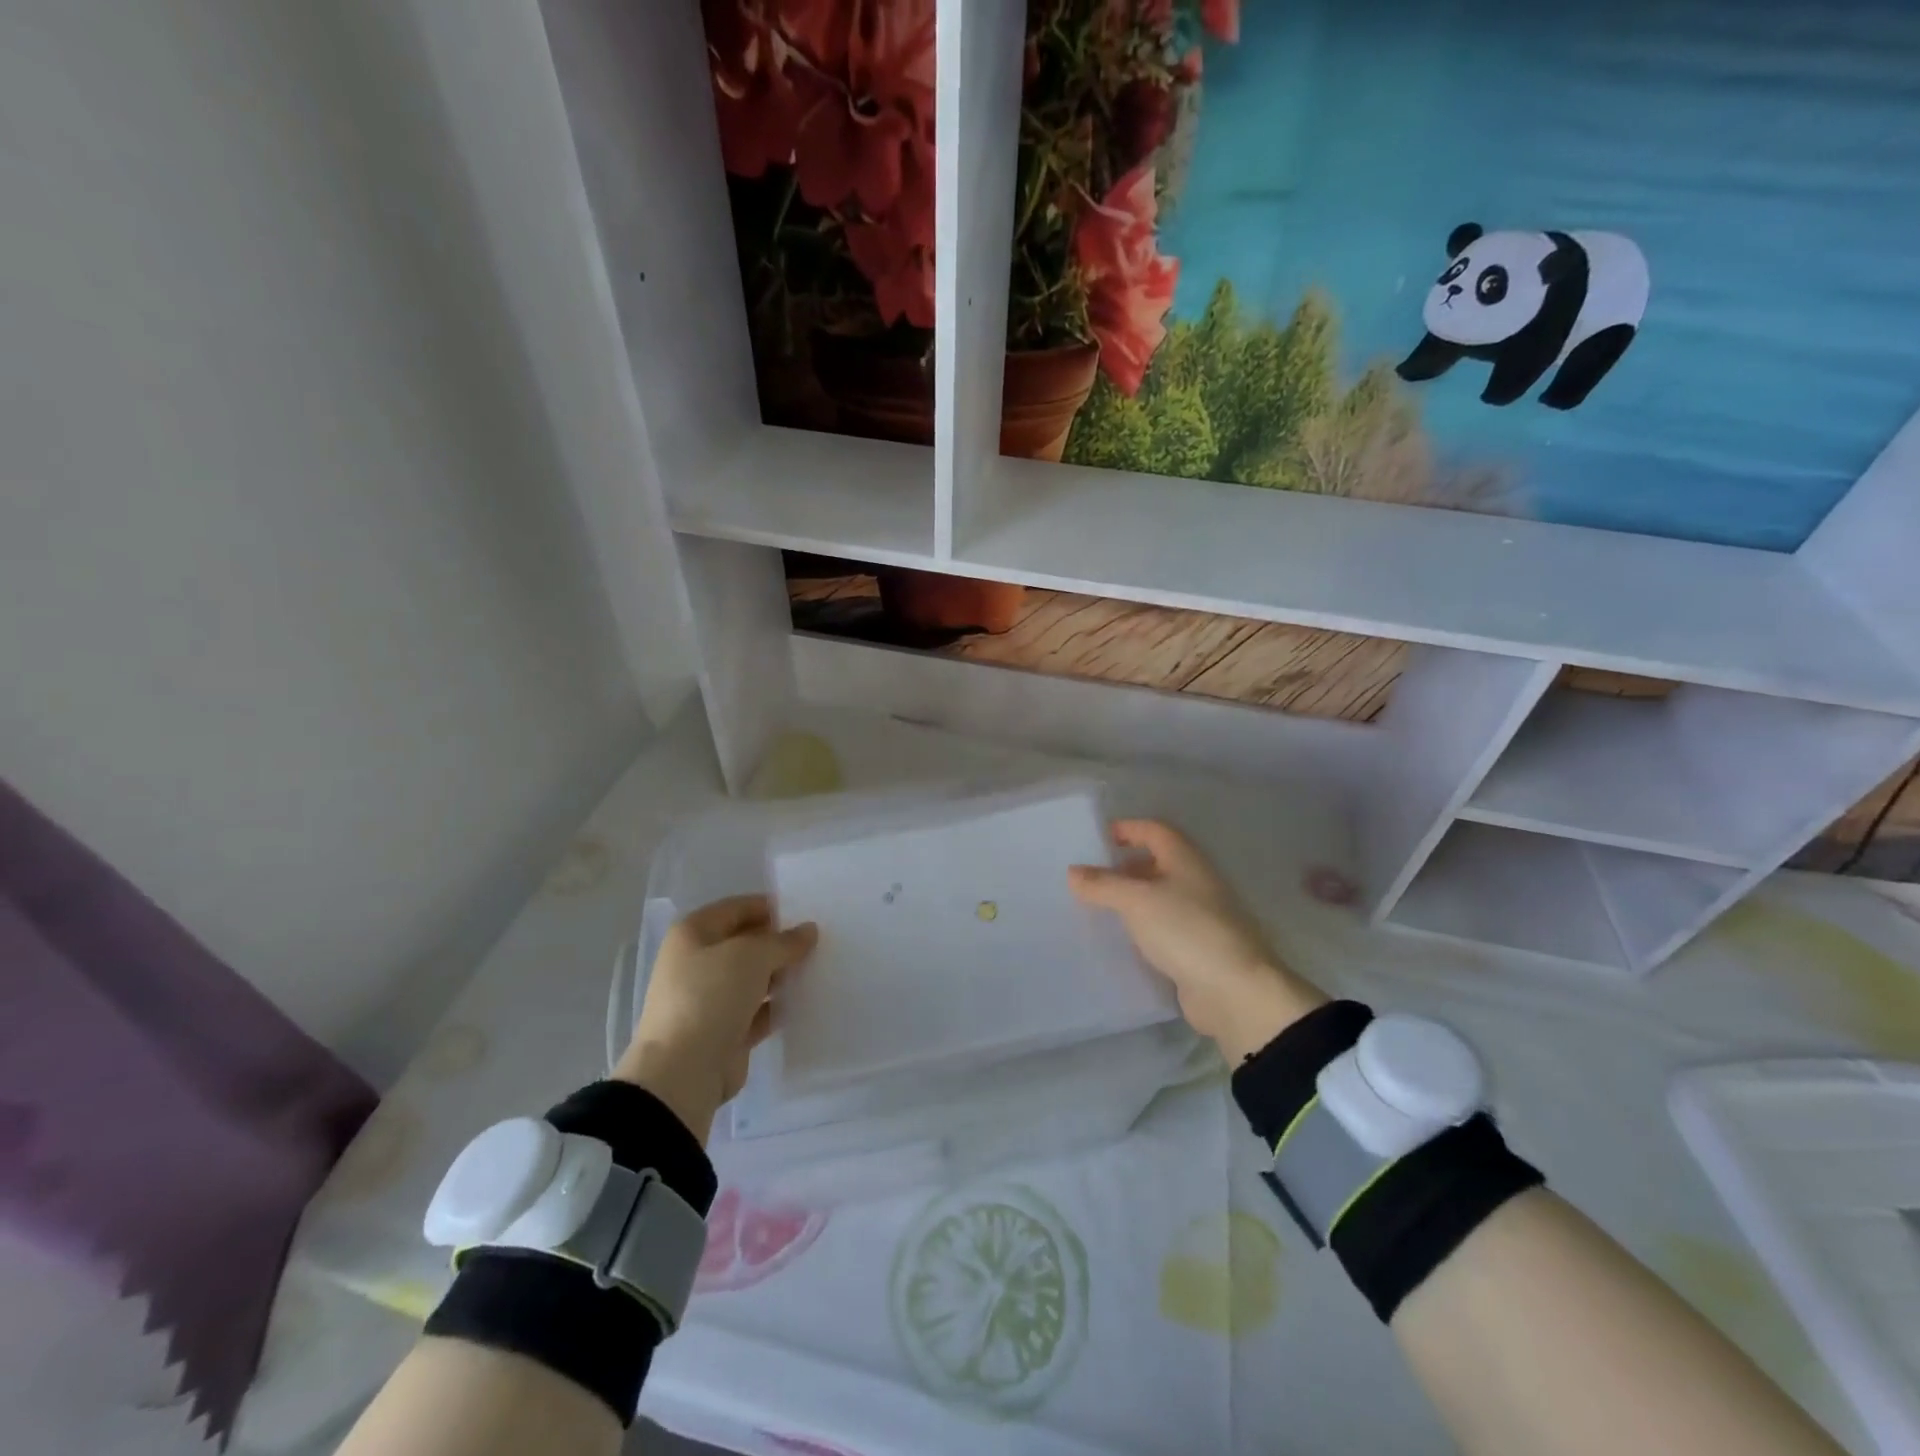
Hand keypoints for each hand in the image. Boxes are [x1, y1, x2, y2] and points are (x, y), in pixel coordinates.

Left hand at [613, 894, 816, 1142]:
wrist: (682, 1072)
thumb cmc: (710, 996)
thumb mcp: (752, 956)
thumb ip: (784, 941)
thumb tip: (808, 930)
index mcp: (693, 934)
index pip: (738, 908)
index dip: (771, 908)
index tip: (806, 913)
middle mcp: (697, 962)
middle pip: (746, 944)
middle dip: (779, 943)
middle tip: (819, 942)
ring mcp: (709, 999)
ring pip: (753, 978)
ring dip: (781, 974)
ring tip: (819, 968)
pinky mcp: (724, 1031)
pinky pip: (757, 1010)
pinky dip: (778, 1005)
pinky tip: (806, 1000)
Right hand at [1069, 819, 1326, 1063]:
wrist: (1234, 991)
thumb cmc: (1185, 930)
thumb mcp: (1136, 901)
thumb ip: (1103, 884)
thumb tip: (1073, 871)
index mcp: (1185, 860)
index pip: (1154, 830)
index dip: (1127, 829)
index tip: (1096, 839)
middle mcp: (1195, 881)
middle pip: (1157, 863)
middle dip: (1124, 866)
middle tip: (1090, 877)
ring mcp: (1199, 916)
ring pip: (1159, 897)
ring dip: (1131, 899)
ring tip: (1098, 907)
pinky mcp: (1197, 948)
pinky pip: (1163, 927)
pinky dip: (1142, 927)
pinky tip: (1120, 938)